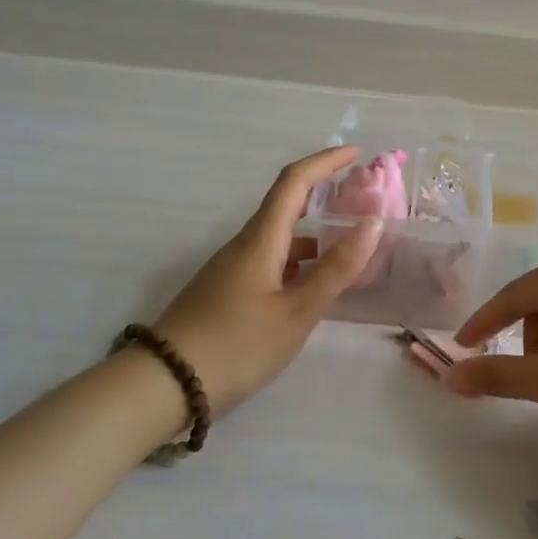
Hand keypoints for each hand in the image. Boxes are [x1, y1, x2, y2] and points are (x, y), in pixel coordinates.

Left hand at [152, 147, 381, 414]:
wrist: (165, 384)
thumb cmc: (237, 345)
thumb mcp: (297, 312)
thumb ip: (336, 269)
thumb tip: (373, 223)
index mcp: (260, 240)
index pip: (294, 182)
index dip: (325, 162)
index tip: (356, 154)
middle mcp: (244, 246)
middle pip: (285, 206)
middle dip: (322, 195)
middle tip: (360, 200)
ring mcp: (231, 270)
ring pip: (278, 239)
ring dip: (313, 235)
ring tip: (349, 249)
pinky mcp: (226, 293)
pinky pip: (270, 263)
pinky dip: (299, 262)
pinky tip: (313, 287)